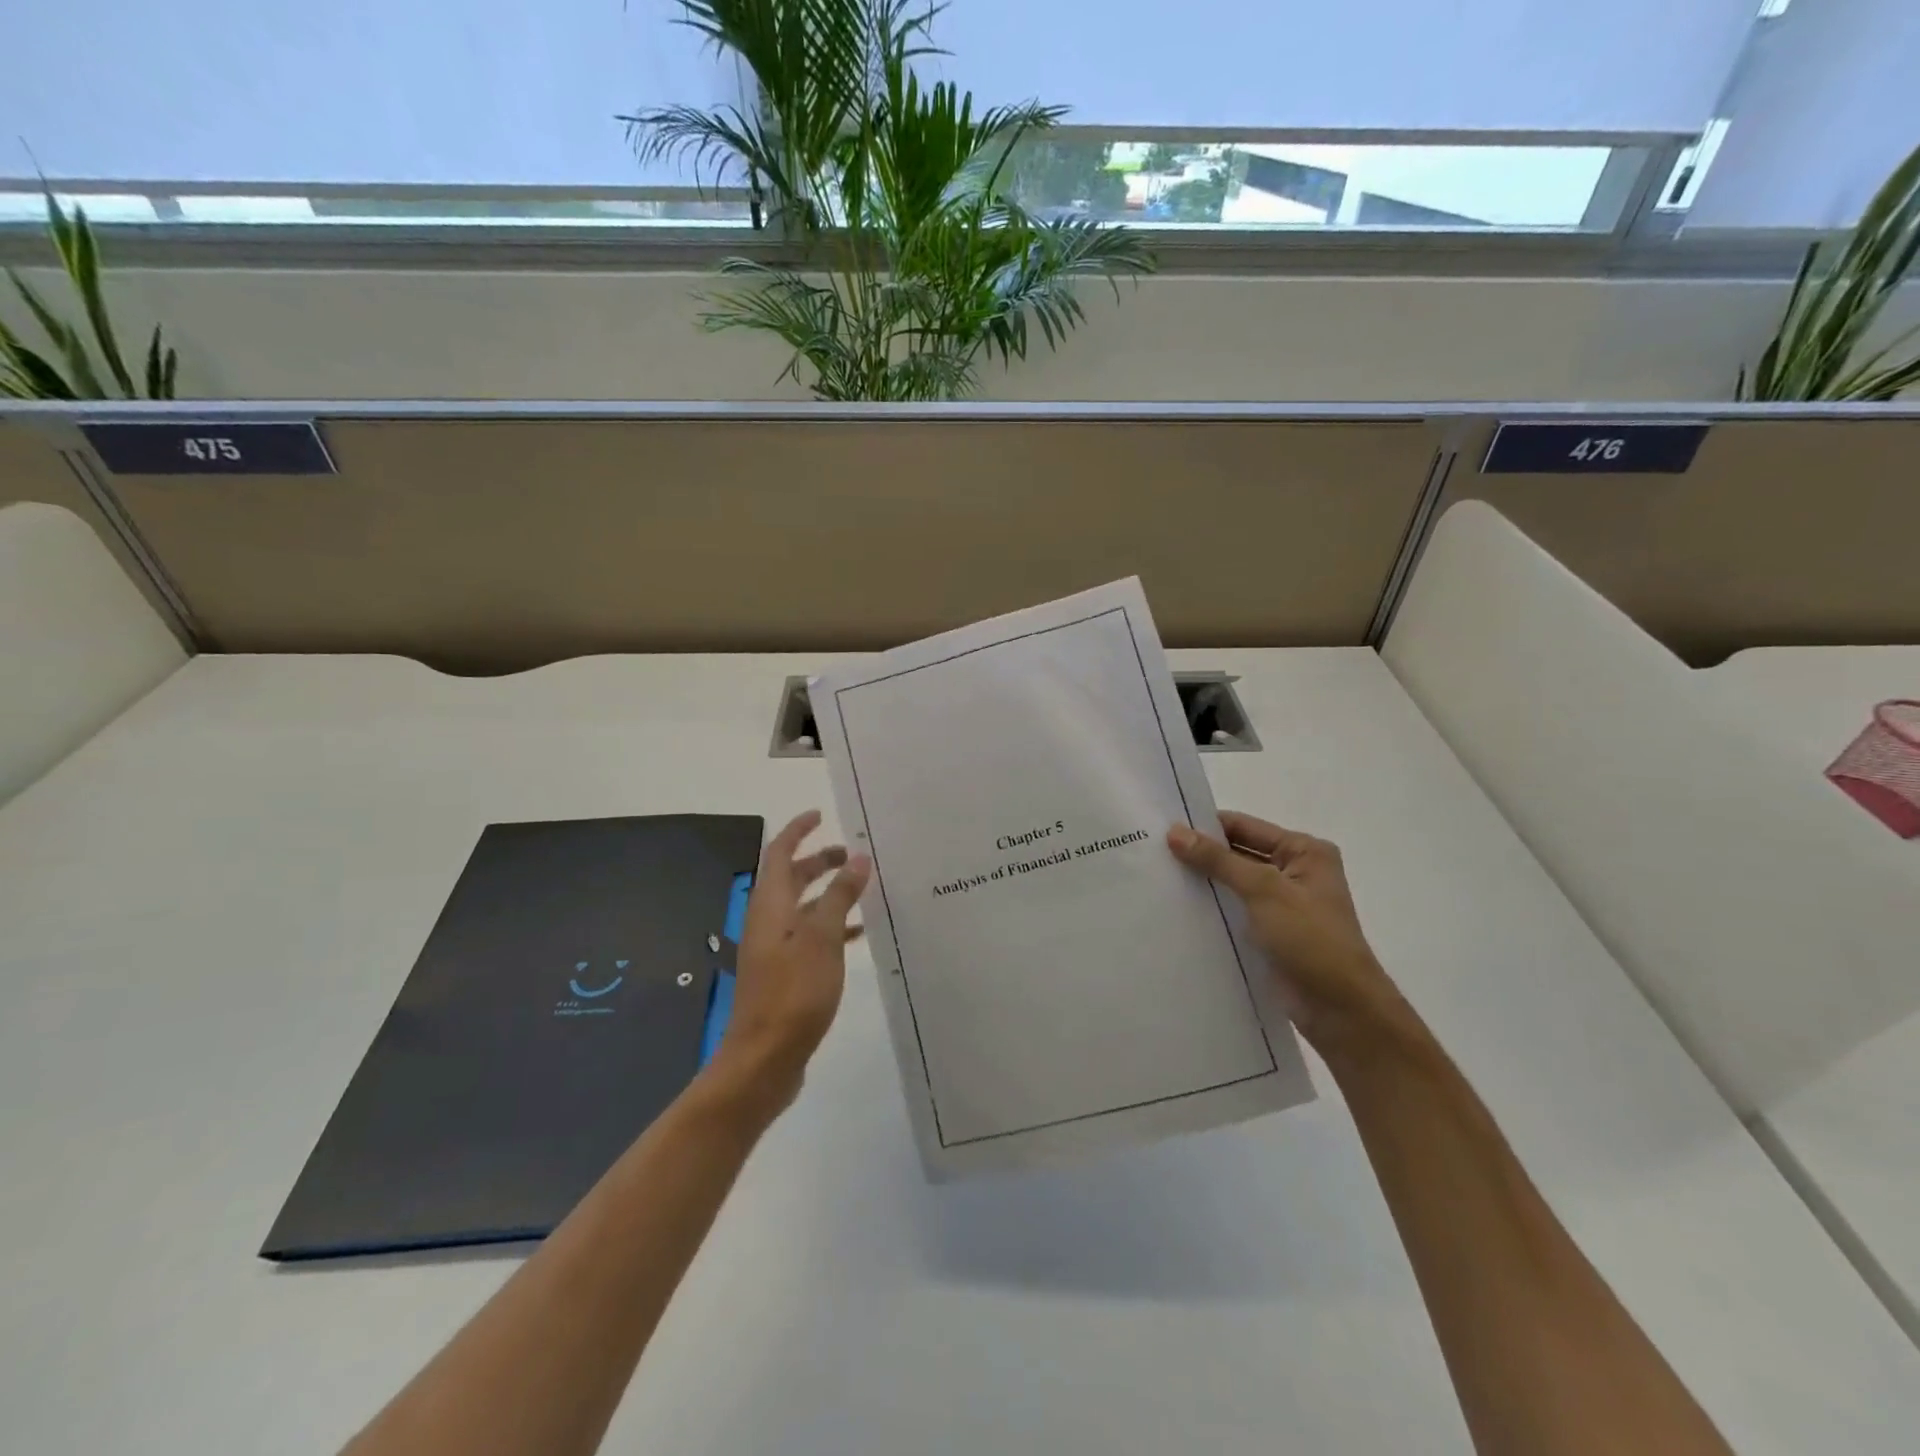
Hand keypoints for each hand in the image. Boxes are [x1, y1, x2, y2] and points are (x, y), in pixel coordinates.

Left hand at [703, 810, 870, 1116]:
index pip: (778, 853)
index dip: (797, 831)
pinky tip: (859, 934)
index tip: (820, 815)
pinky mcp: (785, 975)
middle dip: (818, 861)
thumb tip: (856, 858)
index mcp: (770, 906)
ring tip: (864, 888)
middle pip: (790, 879)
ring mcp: (775, 950)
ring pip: (803, 908)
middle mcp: (768, 922)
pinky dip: (832, 926)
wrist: (764, 1060)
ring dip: (829, 893)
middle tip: (852, 854)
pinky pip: (810, 937)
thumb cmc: (793, 993)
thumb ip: (840, 896)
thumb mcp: (822, 938)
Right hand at [1167, 811, 1404, 1048]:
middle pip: (1236, 853)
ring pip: (1231, 883)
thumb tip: (1174, 832)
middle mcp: (1293, 872)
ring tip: (1155, 877)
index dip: (1205, 826)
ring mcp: (1281, 904)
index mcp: (1304, 851)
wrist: (1339, 1009)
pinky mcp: (1268, 932)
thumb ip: (1218, 860)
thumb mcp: (1263, 890)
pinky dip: (1209, 907)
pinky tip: (1175, 907)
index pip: (1244, 827)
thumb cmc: (1310, 939)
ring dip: (1202, 882)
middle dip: (1200, 854)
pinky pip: (1232, 910)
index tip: (1161, 828)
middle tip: (1152, 852)